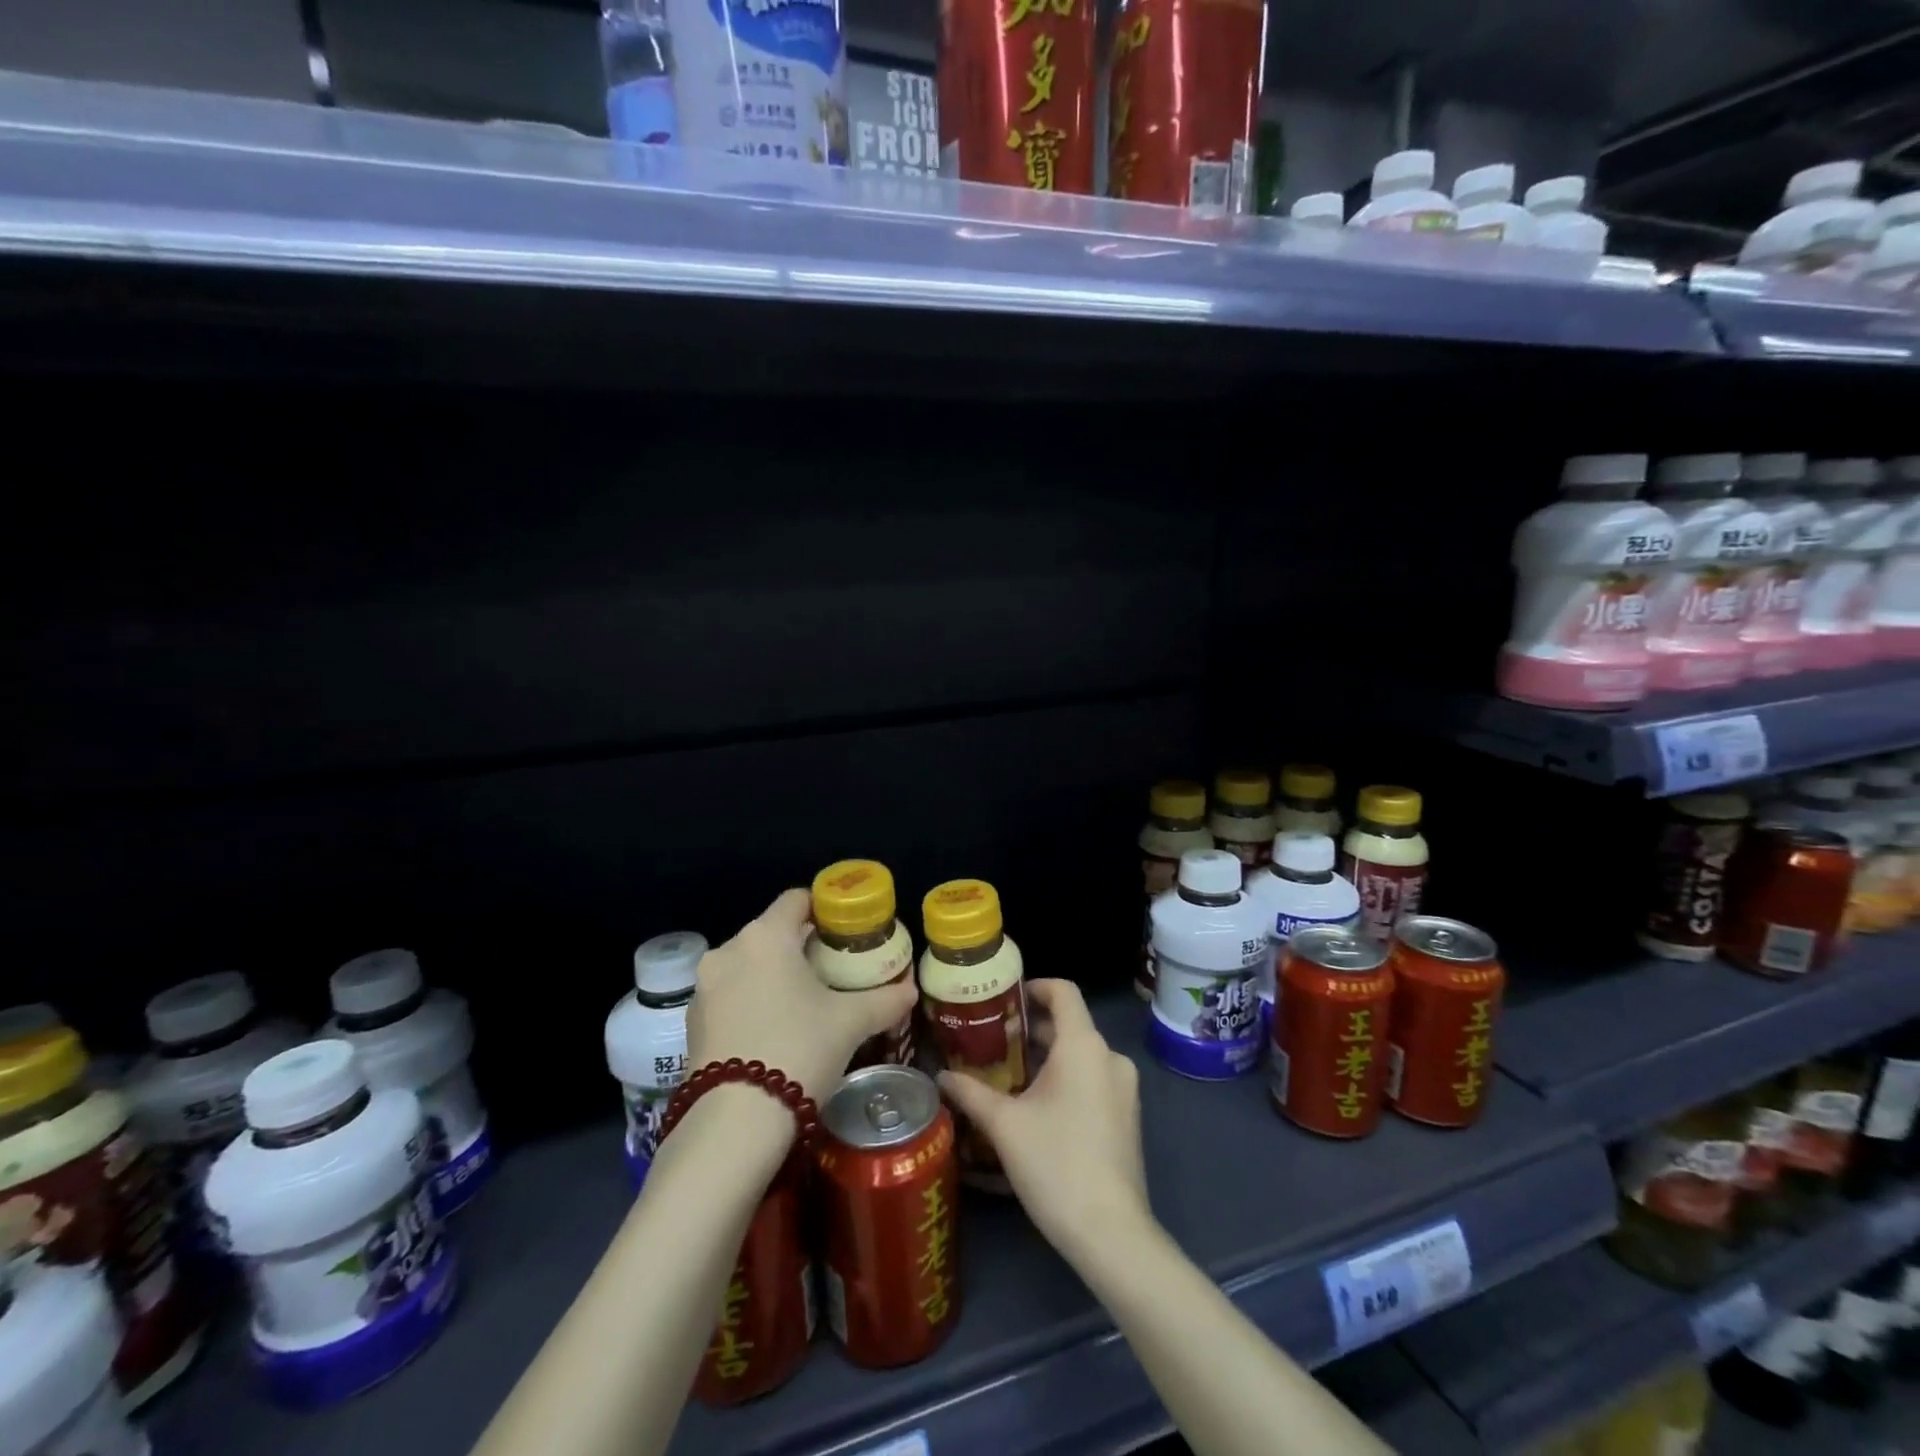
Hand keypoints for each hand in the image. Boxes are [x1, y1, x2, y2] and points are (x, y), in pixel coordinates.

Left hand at [686, 888, 916, 1102]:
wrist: (735, 1122)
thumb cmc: (799, 1049)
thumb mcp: (851, 1023)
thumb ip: (884, 1000)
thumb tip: (909, 991)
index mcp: (766, 936)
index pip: (797, 899)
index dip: (824, 909)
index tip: (845, 931)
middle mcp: (729, 950)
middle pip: (772, 933)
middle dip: (801, 947)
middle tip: (832, 971)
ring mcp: (704, 986)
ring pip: (748, 965)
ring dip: (774, 976)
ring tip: (803, 1004)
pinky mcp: (692, 1021)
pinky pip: (729, 995)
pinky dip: (751, 1001)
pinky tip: (773, 1031)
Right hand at [938, 979, 1150, 1259]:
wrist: (1111, 1232)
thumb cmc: (1055, 1164)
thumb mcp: (1004, 1125)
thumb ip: (971, 1093)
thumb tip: (940, 1075)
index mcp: (1084, 1045)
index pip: (1064, 991)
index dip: (1034, 987)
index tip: (1004, 1001)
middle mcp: (1110, 1057)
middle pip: (1070, 1024)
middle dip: (1031, 1029)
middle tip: (992, 1043)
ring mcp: (1124, 1088)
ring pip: (1081, 1055)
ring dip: (1047, 1057)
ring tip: (1008, 1076)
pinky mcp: (1128, 1117)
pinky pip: (1094, 1079)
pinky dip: (1067, 1079)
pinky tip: (1037, 1107)